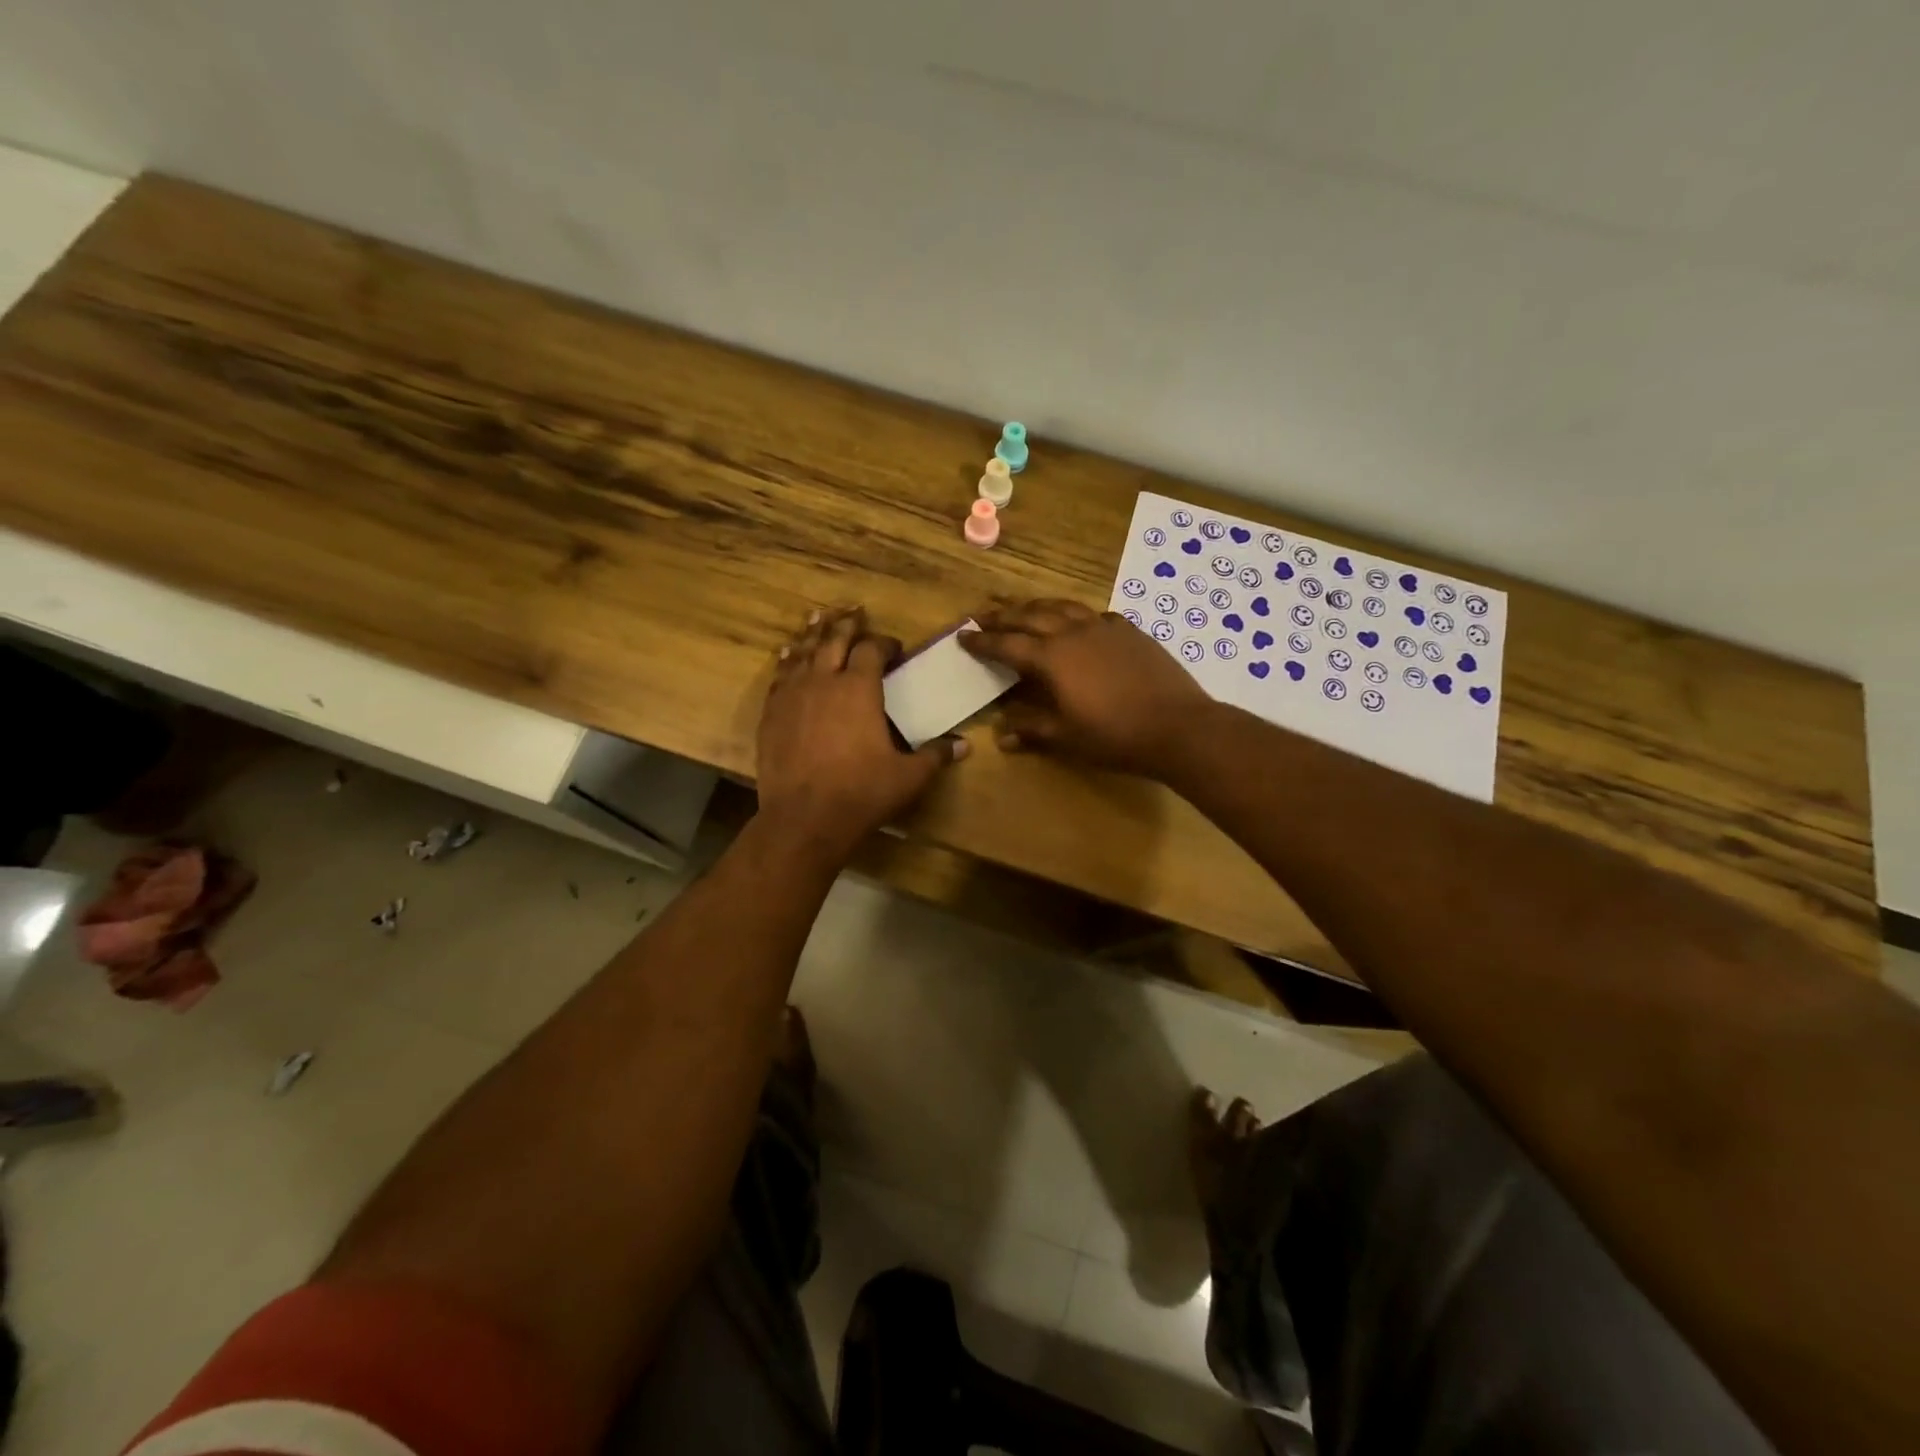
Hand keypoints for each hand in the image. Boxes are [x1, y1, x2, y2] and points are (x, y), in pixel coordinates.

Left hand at [757, 607, 963, 857]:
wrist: (804, 818)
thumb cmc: (862, 792)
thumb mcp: (908, 776)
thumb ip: (935, 755)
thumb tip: (963, 746)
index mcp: (859, 688)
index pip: (872, 649)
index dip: (885, 644)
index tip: (894, 649)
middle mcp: (823, 681)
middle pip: (834, 639)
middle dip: (847, 624)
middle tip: (855, 611)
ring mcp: (792, 695)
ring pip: (802, 651)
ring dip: (814, 633)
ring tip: (819, 618)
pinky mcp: (771, 713)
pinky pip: (780, 676)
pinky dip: (787, 661)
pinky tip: (788, 656)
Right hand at [961, 600, 1210, 776]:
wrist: (1177, 726)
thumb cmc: (1114, 736)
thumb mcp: (1066, 738)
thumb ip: (1032, 730)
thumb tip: (1001, 736)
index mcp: (1051, 658)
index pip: (1007, 644)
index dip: (983, 641)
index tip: (963, 635)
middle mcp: (1073, 633)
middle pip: (1030, 616)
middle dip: (1004, 615)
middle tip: (983, 615)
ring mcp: (1104, 627)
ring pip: (1063, 606)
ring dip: (1037, 606)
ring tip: (1024, 608)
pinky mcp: (1129, 631)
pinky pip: (1095, 615)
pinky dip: (1076, 616)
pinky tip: (1079, 623)